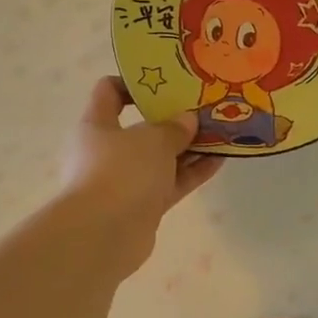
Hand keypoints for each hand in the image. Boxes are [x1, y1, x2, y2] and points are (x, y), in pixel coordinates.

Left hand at [59, 77, 220, 276]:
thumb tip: (187, 120)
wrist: (103, 235)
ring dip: (188, 148)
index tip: (166, 81)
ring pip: (160, 159)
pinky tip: (220, 161)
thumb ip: (173, 127)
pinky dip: (192, 173)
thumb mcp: (152, 139)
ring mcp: (125, 181)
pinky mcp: (142, 206)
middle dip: (173, 120)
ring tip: (221, 133)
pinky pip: (171, 183)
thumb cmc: (120, 172)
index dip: (134, 83)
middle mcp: (107, 151)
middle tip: (203, 109)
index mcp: (96, 125)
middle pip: (141, 128)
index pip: (109, 92)